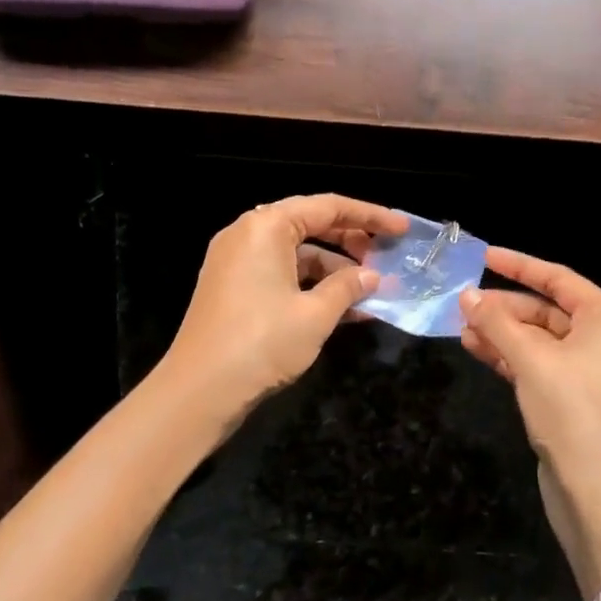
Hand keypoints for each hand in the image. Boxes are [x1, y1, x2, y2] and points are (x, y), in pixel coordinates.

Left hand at [162, 195, 407, 429]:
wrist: (198, 393)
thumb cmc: (261, 343)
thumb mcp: (315, 315)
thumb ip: (348, 288)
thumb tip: (372, 277)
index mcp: (266, 227)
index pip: (328, 207)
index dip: (370, 216)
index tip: (402, 229)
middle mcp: (248, 235)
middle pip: (311, 225)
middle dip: (352, 241)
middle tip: (386, 258)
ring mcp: (237, 262)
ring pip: (297, 253)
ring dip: (334, 269)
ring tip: (371, 291)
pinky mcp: (233, 288)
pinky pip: (281, 274)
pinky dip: (311, 286)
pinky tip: (344, 309)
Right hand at [459, 249, 600, 583]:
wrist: (599, 494)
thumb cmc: (572, 412)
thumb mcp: (531, 361)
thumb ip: (497, 323)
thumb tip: (466, 296)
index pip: (558, 278)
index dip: (519, 265)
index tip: (484, 256)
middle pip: (548, 310)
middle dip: (504, 308)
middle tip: (463, 305)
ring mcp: (592, 372)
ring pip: (541, 340)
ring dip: (503, 334)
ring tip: (462, 330)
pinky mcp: (578, 399)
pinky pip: (542, 365)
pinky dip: (513, 358)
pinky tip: (479, 351)